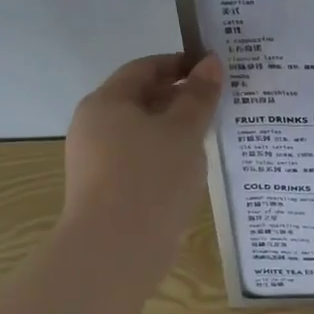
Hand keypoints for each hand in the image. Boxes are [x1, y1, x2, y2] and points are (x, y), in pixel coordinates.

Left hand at [62, 53, 223, 270]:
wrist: (116, 251)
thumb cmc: (151, 178)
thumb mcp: (184, 131)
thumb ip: (199, 95)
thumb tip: (211, 62)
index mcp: (106, 103)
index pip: (144, 68)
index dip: (180, 64)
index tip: (213, 71)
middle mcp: (94, 127)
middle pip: (141, 100)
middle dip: (180, 99)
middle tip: (219, 103)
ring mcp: (96, 162)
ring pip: (142, 134)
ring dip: (175, 131)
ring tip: (212, 137)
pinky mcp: (106, 192)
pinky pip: (140, 162)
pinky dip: (165, 158)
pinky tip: (192, 171)